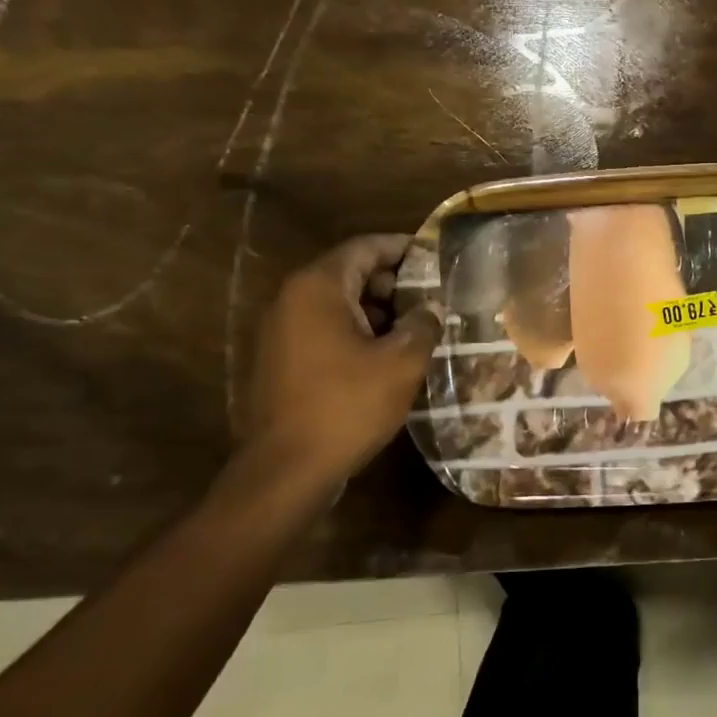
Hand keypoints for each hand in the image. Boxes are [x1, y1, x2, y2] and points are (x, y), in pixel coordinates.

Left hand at [242, 235, 443, 483]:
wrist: (288, 468)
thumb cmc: (348, 405)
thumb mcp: (402, 362)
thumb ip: (423, 324)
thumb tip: (431, 308)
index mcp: (319, 288)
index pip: (365, 247)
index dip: (403, 248)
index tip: (436, 256)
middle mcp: (292, 299)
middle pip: (349, 272)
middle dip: (393, 282)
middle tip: (432, 297)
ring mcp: (281, 331)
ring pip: (338, 303)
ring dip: (378, 310)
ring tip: (418, 328)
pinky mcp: (281, 360)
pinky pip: (325, 329)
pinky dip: (357, 331)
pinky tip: (388, 356)